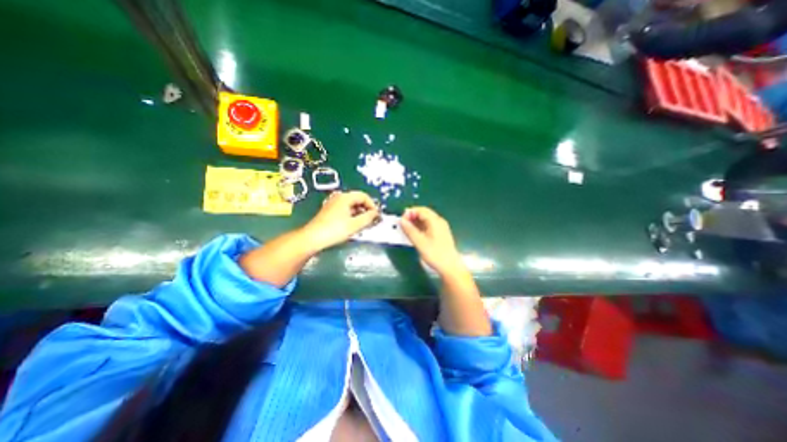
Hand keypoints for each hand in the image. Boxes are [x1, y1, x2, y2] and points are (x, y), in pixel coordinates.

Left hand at [303, 190, 378, 249]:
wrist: (312, 238)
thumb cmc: (335, 230)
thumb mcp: (355, 225)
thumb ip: (368, 218)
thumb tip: (376, 213)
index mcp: (345, 197)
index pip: (364, 196)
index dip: (372, 205)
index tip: (376, 216)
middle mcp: (339, 198)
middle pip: (358, 200)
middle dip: (367, 209)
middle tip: (372, 221)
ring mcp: (333, 204)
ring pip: (352, 206)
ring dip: (360, 213)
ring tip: (364, 224)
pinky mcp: (330, 211)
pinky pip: (345, 210)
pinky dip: (353, 216)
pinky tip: (354, 225)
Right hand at [403, 207, 462, 276]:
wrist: (450, 267)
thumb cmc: (435, 254)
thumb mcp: (420, 242)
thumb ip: (410, 230)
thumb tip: (402, 221)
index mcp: (435, 221)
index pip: (421, 210)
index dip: (410, 212)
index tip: (401, 220)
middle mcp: (439, 221)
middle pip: (424, 213)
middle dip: (412, 217)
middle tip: (402, 224)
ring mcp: (441, 227)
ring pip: (426, 219)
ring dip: (415, 222)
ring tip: (406, 230)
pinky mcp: (440, 234)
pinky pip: (428, 225)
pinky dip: (420, 227)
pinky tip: (414, 234)